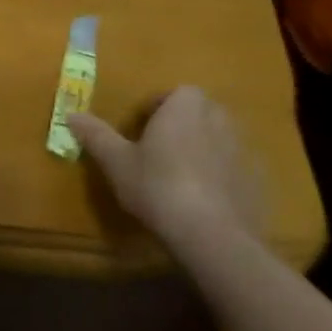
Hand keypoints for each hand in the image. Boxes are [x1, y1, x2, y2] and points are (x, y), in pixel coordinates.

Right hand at [67, 86, 263, 245]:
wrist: (213, 236)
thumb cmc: (158, 186)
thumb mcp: (116, 161)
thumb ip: (96, 134)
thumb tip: (71, 114)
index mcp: (186, 106)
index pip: (174, 94)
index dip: (157, 110)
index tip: (142, 132)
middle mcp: (220, 119)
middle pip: (199, 114)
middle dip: (182, 127)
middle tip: (159, 153)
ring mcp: (245, 151)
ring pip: (220, 141)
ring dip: (204, 152)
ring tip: (181, 179)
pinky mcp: (259, 182)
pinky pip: (236, 171)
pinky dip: (223, 179)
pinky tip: (205, 203)